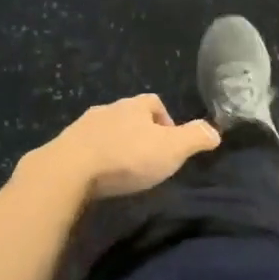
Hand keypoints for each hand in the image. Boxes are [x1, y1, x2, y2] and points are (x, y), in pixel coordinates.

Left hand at [18, 94, 220, 201]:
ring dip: (114, 144)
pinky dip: (93, 158)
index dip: (165, 120)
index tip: (169, 143)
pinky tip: (96, 177)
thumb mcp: (172, 149)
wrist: (68, 171)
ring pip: (105, 130)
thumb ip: (195, 138)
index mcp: (134, 106)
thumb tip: (215, 132)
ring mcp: (82, 126)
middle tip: (146, 158)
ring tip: (121, 170)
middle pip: (128, 115)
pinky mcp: (63, 146)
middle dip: (138, 132)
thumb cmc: (126, 157)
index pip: (154, 102)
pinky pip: (84, 148)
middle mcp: (108, 109)